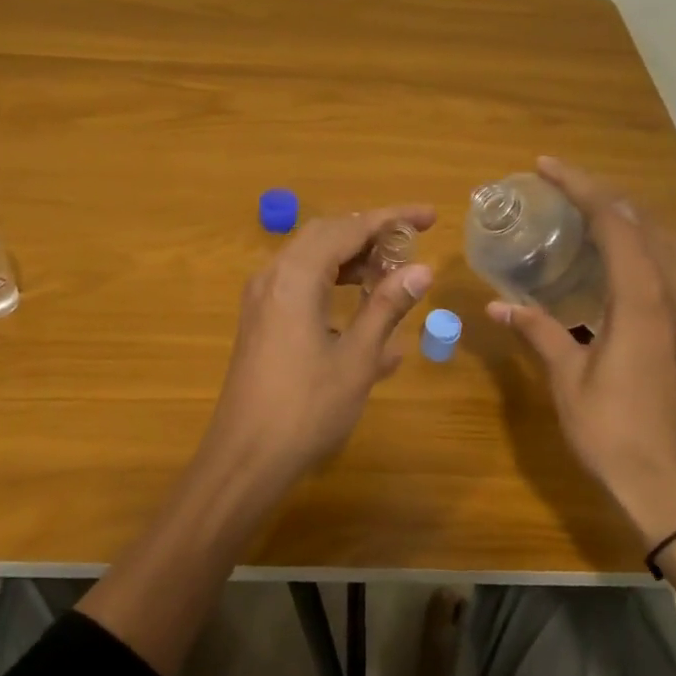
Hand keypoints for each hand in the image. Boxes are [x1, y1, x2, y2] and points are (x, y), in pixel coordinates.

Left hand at [201, 205, 435, 493]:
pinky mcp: (261, 321)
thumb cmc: (306, 409)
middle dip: (371, 233)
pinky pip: (300, 285)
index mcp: (296, 277)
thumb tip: (421, 270)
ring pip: (311, 259)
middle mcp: (273, 276)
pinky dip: (333, 284)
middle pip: (326, 235)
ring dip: (352, 259)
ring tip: (392, 274)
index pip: (349, 228)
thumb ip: (387, 307)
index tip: (430, 217)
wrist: (245, 458)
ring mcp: (262, 299)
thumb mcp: (357, 359)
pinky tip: (363, 311)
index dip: (392, 219)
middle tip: (412, 243)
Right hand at [487, 157, 675, 546]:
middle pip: (648, 222)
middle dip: (607, 194)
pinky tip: (618, 265)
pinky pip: (673, 269)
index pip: (615, 222)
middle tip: (566, 189)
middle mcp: (672, 296)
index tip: (546, 167)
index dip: (581, 187)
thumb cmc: (615, 434)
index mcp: (641, 301)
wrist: (675, 488)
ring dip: (633, 218)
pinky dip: (646, 246)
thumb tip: (498, 304)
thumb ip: (537, 333)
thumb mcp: (568, 380)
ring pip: (670, 243)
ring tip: (592, 216)